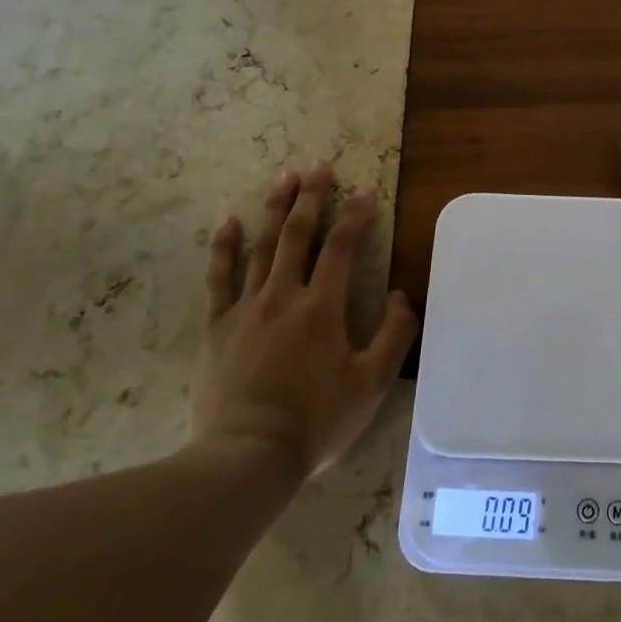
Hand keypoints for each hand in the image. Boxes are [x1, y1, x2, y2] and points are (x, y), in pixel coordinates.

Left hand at [194, 161, 418, 476]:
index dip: (356, 215)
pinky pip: (218, 278)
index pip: (343, 248)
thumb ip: (394, 336)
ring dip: (275, 209)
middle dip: (312, 196)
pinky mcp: (217, 327)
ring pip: (262, 246)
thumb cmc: (316, 420)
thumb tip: (404, 296)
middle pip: (299, 235)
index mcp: (323, 307)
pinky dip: (224, 247)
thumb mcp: (372, 384)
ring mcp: (245, 309)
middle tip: (318, 164)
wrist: (247, 456)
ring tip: (284, 177)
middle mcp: (283, 296)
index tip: (365, 189)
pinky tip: (229, 222)